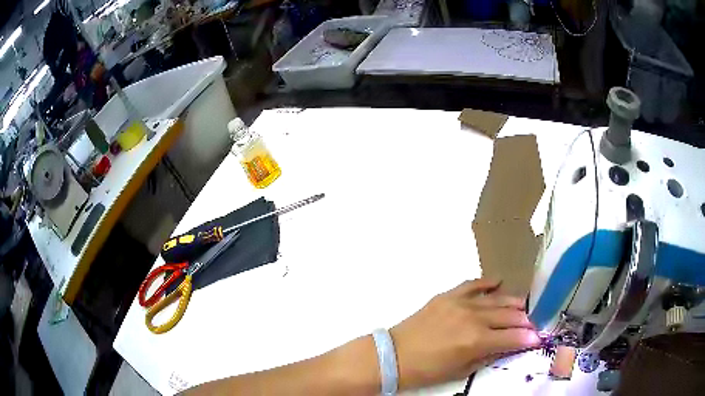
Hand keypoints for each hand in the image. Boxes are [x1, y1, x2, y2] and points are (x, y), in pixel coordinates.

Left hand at [390, 279, 538, 389]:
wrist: (394, 355)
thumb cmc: (427, 370)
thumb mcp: (461, 371)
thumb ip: (487, 357)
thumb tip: (507, 347)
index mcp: (476, 341)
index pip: (512, 337)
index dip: (528, 338)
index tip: (538, 338)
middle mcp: (473, 318)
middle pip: (509, 316)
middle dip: (525, 321)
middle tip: (532, 324)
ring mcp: (460, 303)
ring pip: (496, 299)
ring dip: (512, 303)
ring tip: (522, 307)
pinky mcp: (447, 295)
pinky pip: (472, 284)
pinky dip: (487, 283)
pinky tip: (499, 282)